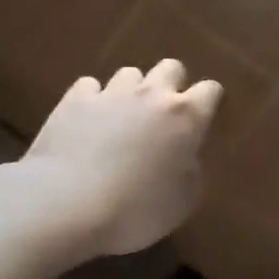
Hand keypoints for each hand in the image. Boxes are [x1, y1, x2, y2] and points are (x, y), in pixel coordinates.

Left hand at [23, 61, 223, 257]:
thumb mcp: (183, 201)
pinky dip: (93, 99)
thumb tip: (184, 158)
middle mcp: (152, 95)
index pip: (210, 90)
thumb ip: (191, 171)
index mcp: (186, 117)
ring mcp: (110, 93)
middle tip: (164, 115)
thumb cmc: (136, 210)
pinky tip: (88, 120)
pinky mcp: (74, 101)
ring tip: (123, 118)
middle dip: (172, 85)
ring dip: (132, 91)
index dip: (210, 102)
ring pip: (130, 73)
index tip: (204, 120)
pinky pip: (89, 86)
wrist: (67, 205)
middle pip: (171, 68)